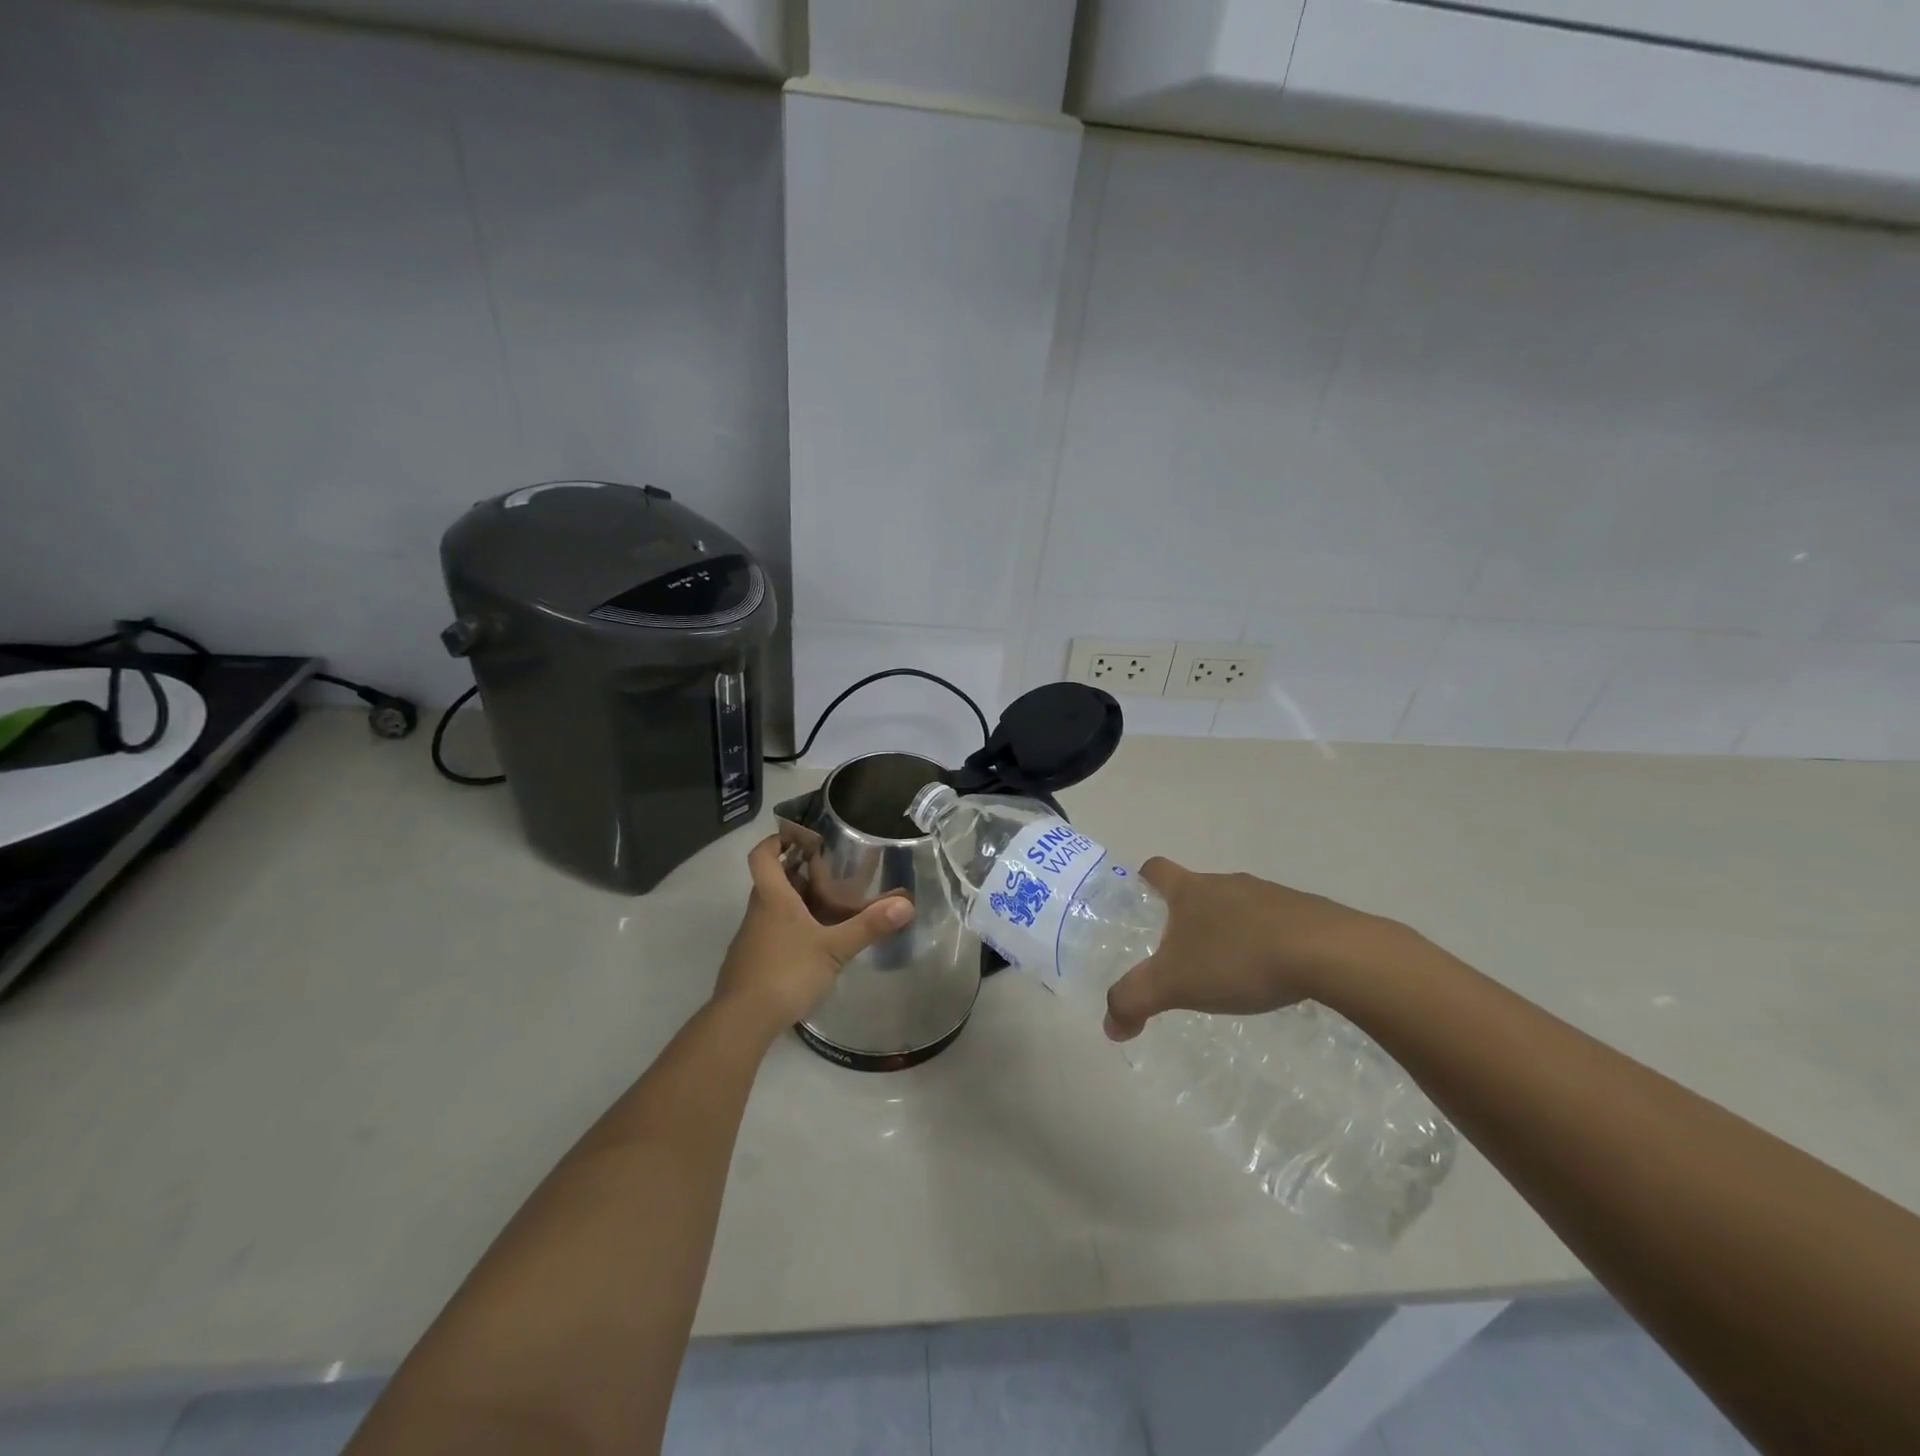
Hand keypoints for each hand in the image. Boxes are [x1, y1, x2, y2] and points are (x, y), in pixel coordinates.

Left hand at [713, 835, 914, 1036]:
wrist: (742, 1022)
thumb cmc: (786, 972)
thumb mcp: (834, 949)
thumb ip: (868, 926)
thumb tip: (907, 904)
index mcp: (772, 898)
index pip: (762, 856)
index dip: (777, 840)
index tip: (800, 836)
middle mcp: (758, 911)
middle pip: (772, 880)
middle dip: (798, 871)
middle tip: (831, 870)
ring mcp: (751, 938)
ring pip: (773, 907)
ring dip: (796, 901)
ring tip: (830, 905)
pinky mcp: (751, 962)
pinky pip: (772, 932)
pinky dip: (791, 928)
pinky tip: (814, 944)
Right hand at [1104, 858, 1404, 1041]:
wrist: (1329, 953)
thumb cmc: (1238, 958)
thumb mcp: (1174, 984)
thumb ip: (1134, 1000)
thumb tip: (1109, 1026)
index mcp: (1190, 890)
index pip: (1156, 870)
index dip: (1143, 882)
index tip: (1139, 902)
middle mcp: (1227, 884)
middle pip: (1196, 890)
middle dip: (1185, 917)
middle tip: (1180, 954)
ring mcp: (1270, 895)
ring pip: (1236, 907)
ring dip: (1227, 931)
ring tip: (1227, 971)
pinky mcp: (1306, 914)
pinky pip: (1274, 924)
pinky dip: (1264, 943)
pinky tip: (1269, 976)